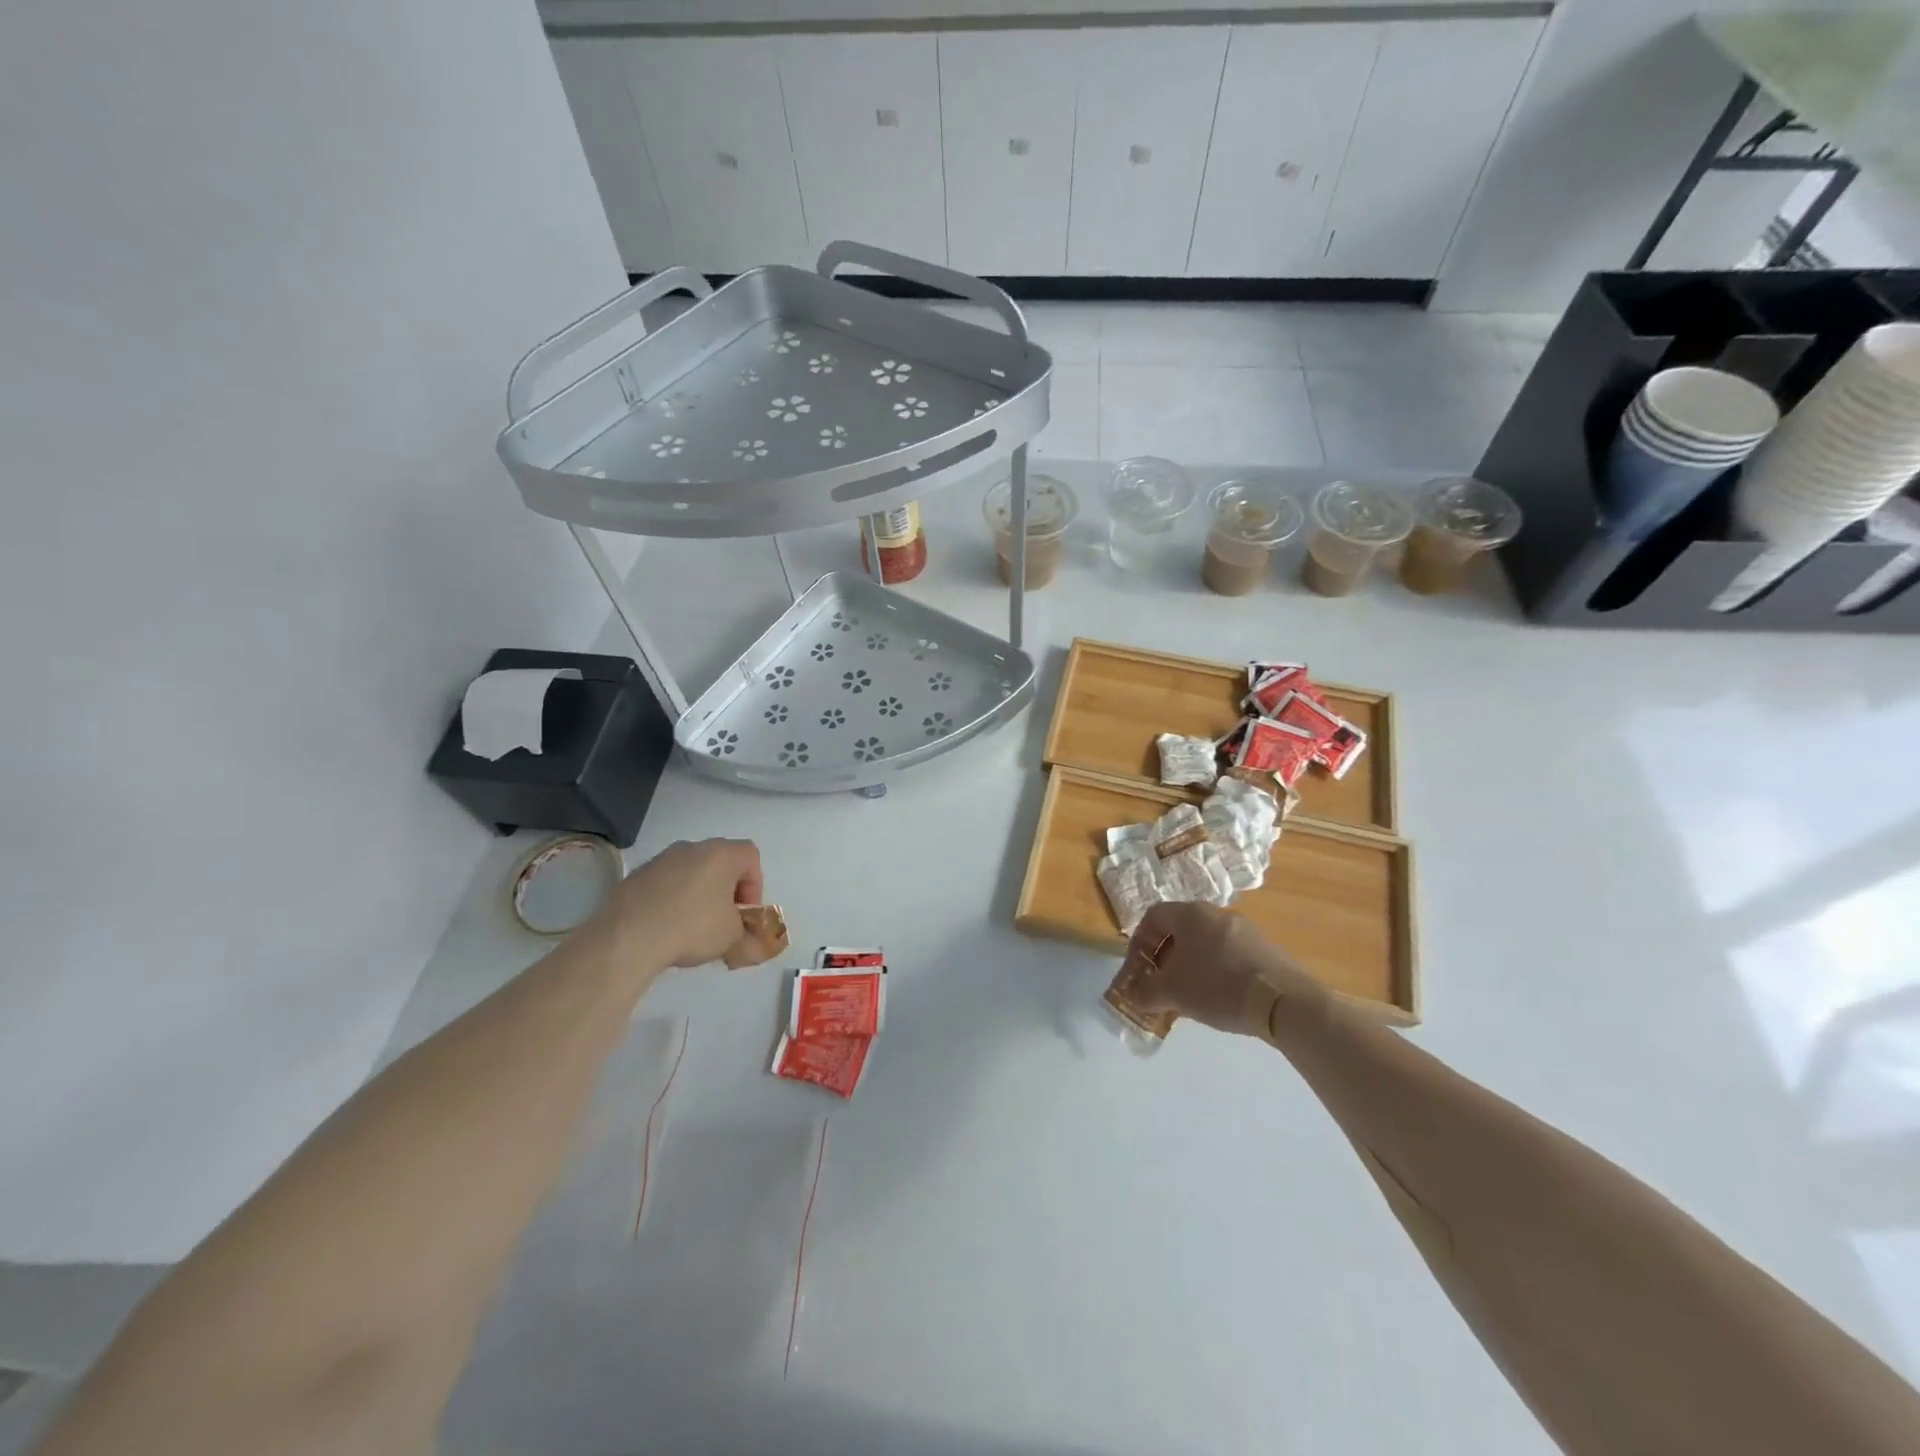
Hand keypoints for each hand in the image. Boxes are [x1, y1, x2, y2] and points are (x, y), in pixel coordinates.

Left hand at [591, 838, 764, 970]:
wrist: (627, 937)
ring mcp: (661, 859)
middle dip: (726, 890)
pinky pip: (664, 883)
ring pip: (690, 871)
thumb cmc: (692, 927)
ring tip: (690, 927)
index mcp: (721, 854)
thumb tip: (756, 947)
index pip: (751, 856)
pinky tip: (664, 927)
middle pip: (720, 861)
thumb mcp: (731, 938)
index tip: (744, 914)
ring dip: (697, 893)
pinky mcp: (635, 875)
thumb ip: (749, 937)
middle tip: (722, 920)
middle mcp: (692, 847)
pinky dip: (671, 899)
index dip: (754, 885)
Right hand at [1118, 902, 1326, 1038]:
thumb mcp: (1172, 993)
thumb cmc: (1218, 987)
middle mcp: (1216, 913)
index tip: (1137, 970)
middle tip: (1159, 986)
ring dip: (1188, 967)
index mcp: (1190, 914)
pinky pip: (1226, 955)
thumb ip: (1144, 992)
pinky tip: (1217, 999)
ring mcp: (1244, 930)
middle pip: (1178, 930)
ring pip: (1203, 944)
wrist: (1284, 1002)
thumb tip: (1132, 996)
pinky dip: (1213, 972)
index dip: (1138, 943)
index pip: (1152, 917)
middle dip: (1162, 959)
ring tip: (1186, 998)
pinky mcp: (1264, 949)